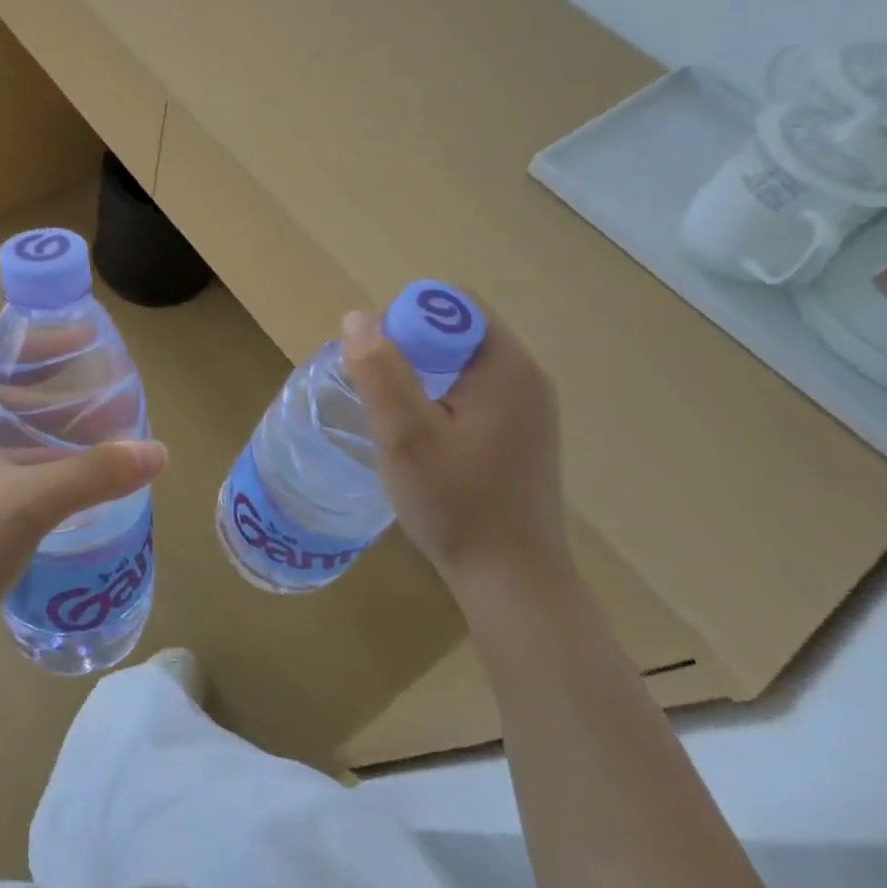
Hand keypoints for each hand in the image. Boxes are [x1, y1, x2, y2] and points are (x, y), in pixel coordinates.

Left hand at [0, 346, 166, 646]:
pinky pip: (4, 473)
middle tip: (99, 390)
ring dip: (47, 434)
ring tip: (98, 435)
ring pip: (4, 439)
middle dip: (50, 391)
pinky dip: (38, 468)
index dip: (31, 344)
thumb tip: (158, 451)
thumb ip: (94, 473)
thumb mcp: (29, 501)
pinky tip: (74, 484)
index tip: (79, 342)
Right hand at [340, 303, 568, 595]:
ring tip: (392, 412)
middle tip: (377, 386)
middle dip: (410, 346)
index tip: (378, 357)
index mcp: (508, 367)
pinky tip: (421, 436)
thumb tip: (357, 317)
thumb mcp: (405, 435)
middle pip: (459, 330)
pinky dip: (440, 397)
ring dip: (422, 373)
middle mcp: (527, 378)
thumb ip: (379, 371)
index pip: (455, 304)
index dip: (408, 316)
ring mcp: (529, 409)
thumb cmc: (457, 504)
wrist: (514, 583)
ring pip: (463, 363)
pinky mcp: (522, 435)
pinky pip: (474, 391)